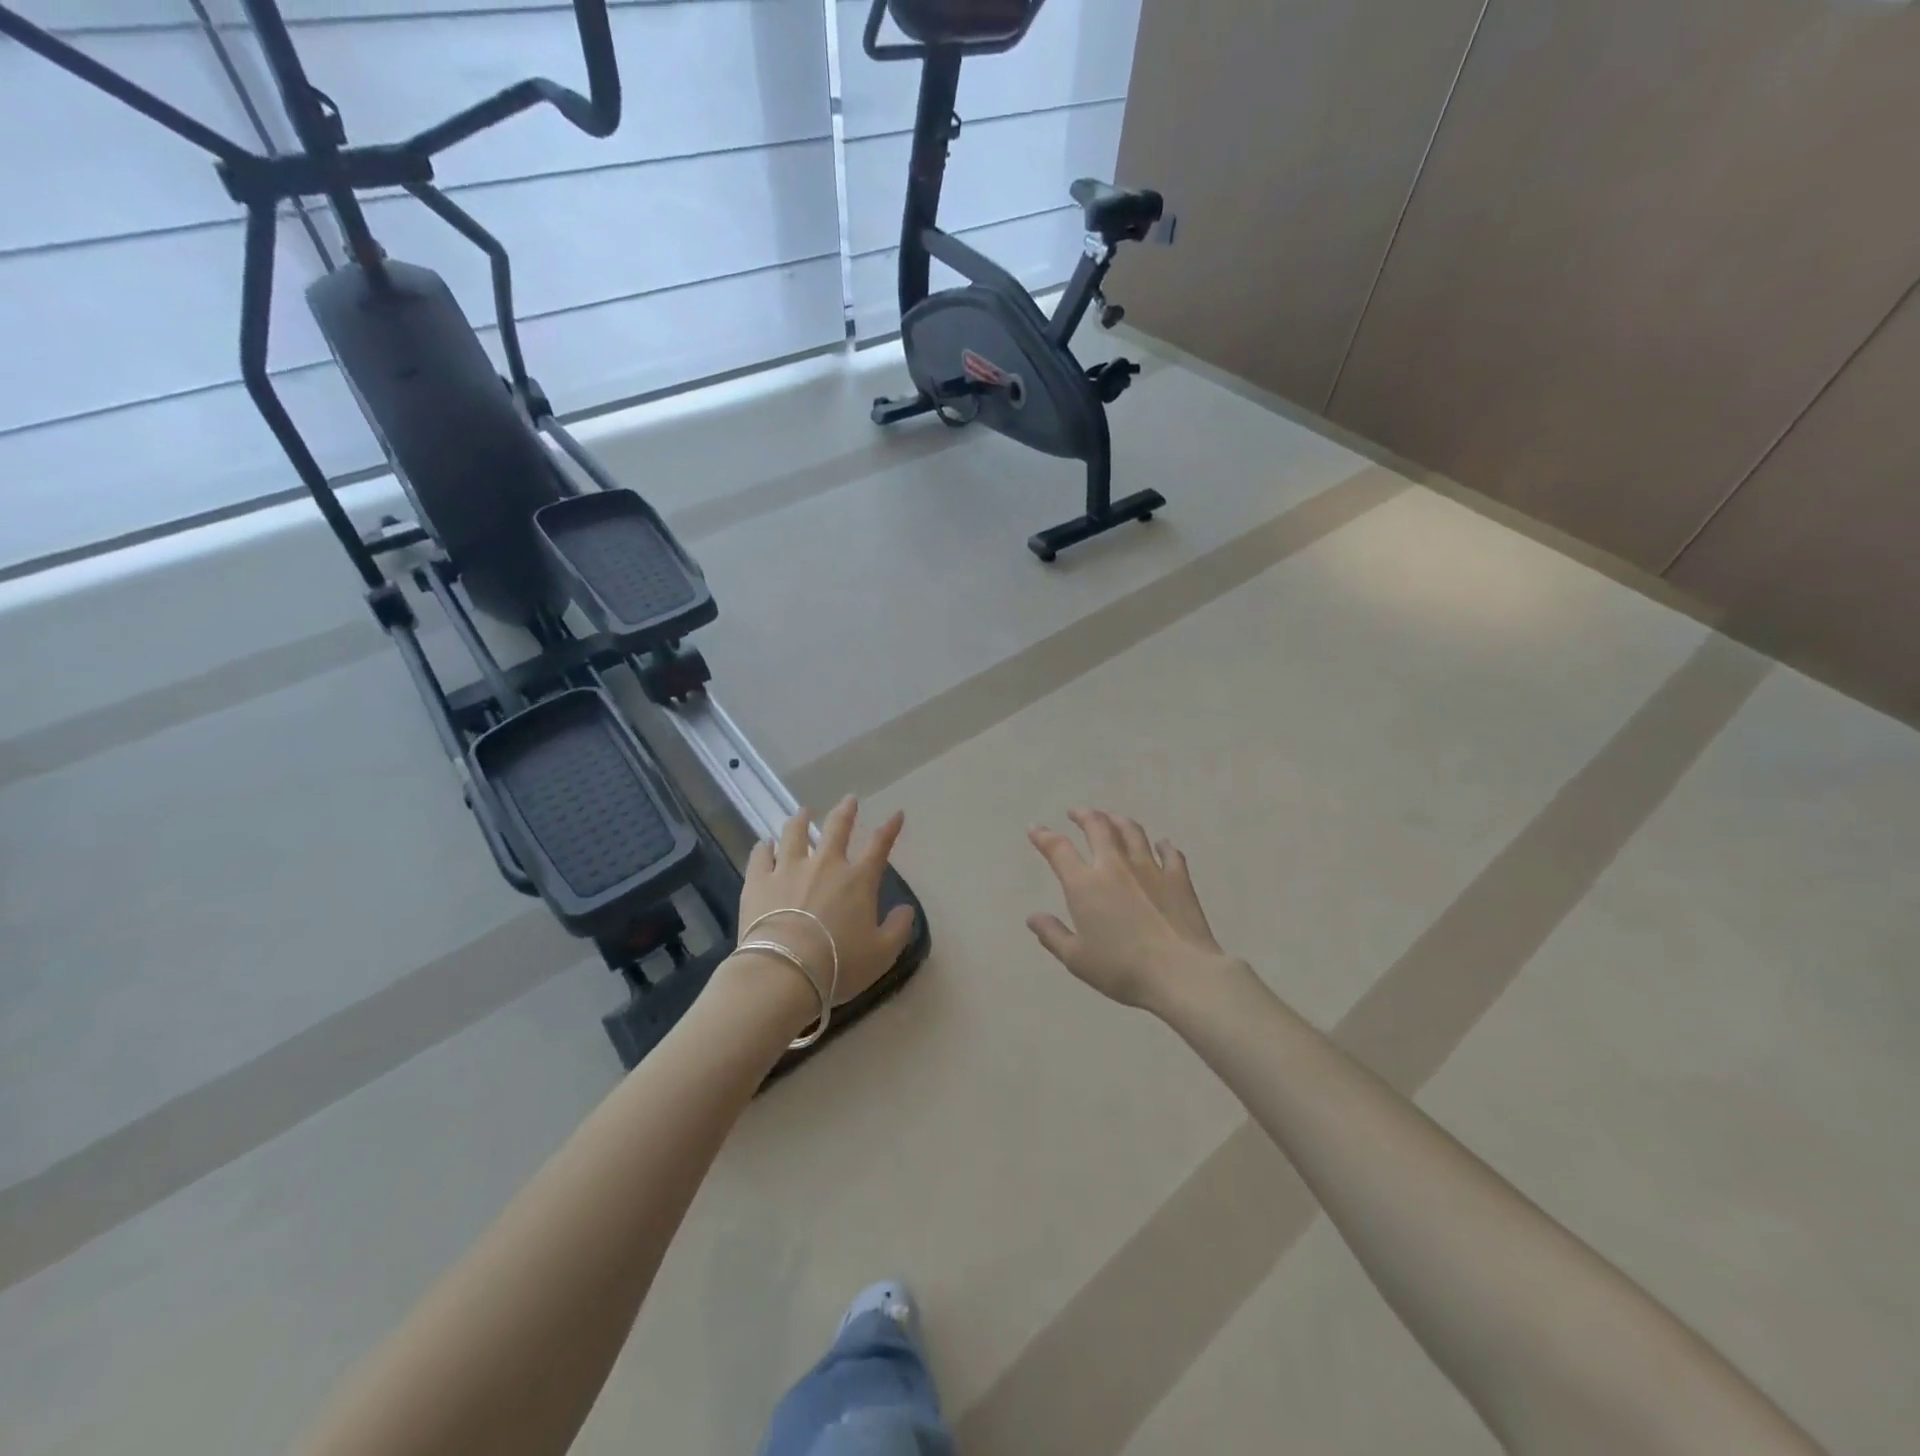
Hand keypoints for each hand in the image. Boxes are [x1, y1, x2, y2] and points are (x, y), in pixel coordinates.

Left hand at [726, 797, 916, 1030]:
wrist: (783, 973)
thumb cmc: (838, 965)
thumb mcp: (881, 954)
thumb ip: (898, 929)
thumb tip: (906, 909)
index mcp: (858, 880)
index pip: (879, 845)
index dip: (890, 828)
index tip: (897, 814)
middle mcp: (825, 865)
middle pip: (836, 828)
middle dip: (845, 811)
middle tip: (849, 799)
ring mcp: (788, 869)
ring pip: (794, 833)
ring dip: (800, 820)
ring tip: (802, 811)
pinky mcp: (758, 880)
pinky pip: (760, 855)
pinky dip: (763, 847)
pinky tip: (764, 843)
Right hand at [1027, 809, 1237, 1011]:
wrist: (1180, 973)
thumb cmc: (1121, 969)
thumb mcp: (1077, 959)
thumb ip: (1053, 935)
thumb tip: (1033, 917)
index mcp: (1085, 884)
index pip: (1059, 849)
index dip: (1044, 836)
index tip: (1035, 828)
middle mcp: (1115, 866)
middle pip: (1098, 827)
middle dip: (1084, 816)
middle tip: (1076, 813)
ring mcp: (1150, 868)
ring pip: (1132, 832)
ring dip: (1118, 821)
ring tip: (1112, 819)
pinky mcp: (1178, 878)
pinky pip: (1170, 853)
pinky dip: (1163, 846)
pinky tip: (1161, 845)